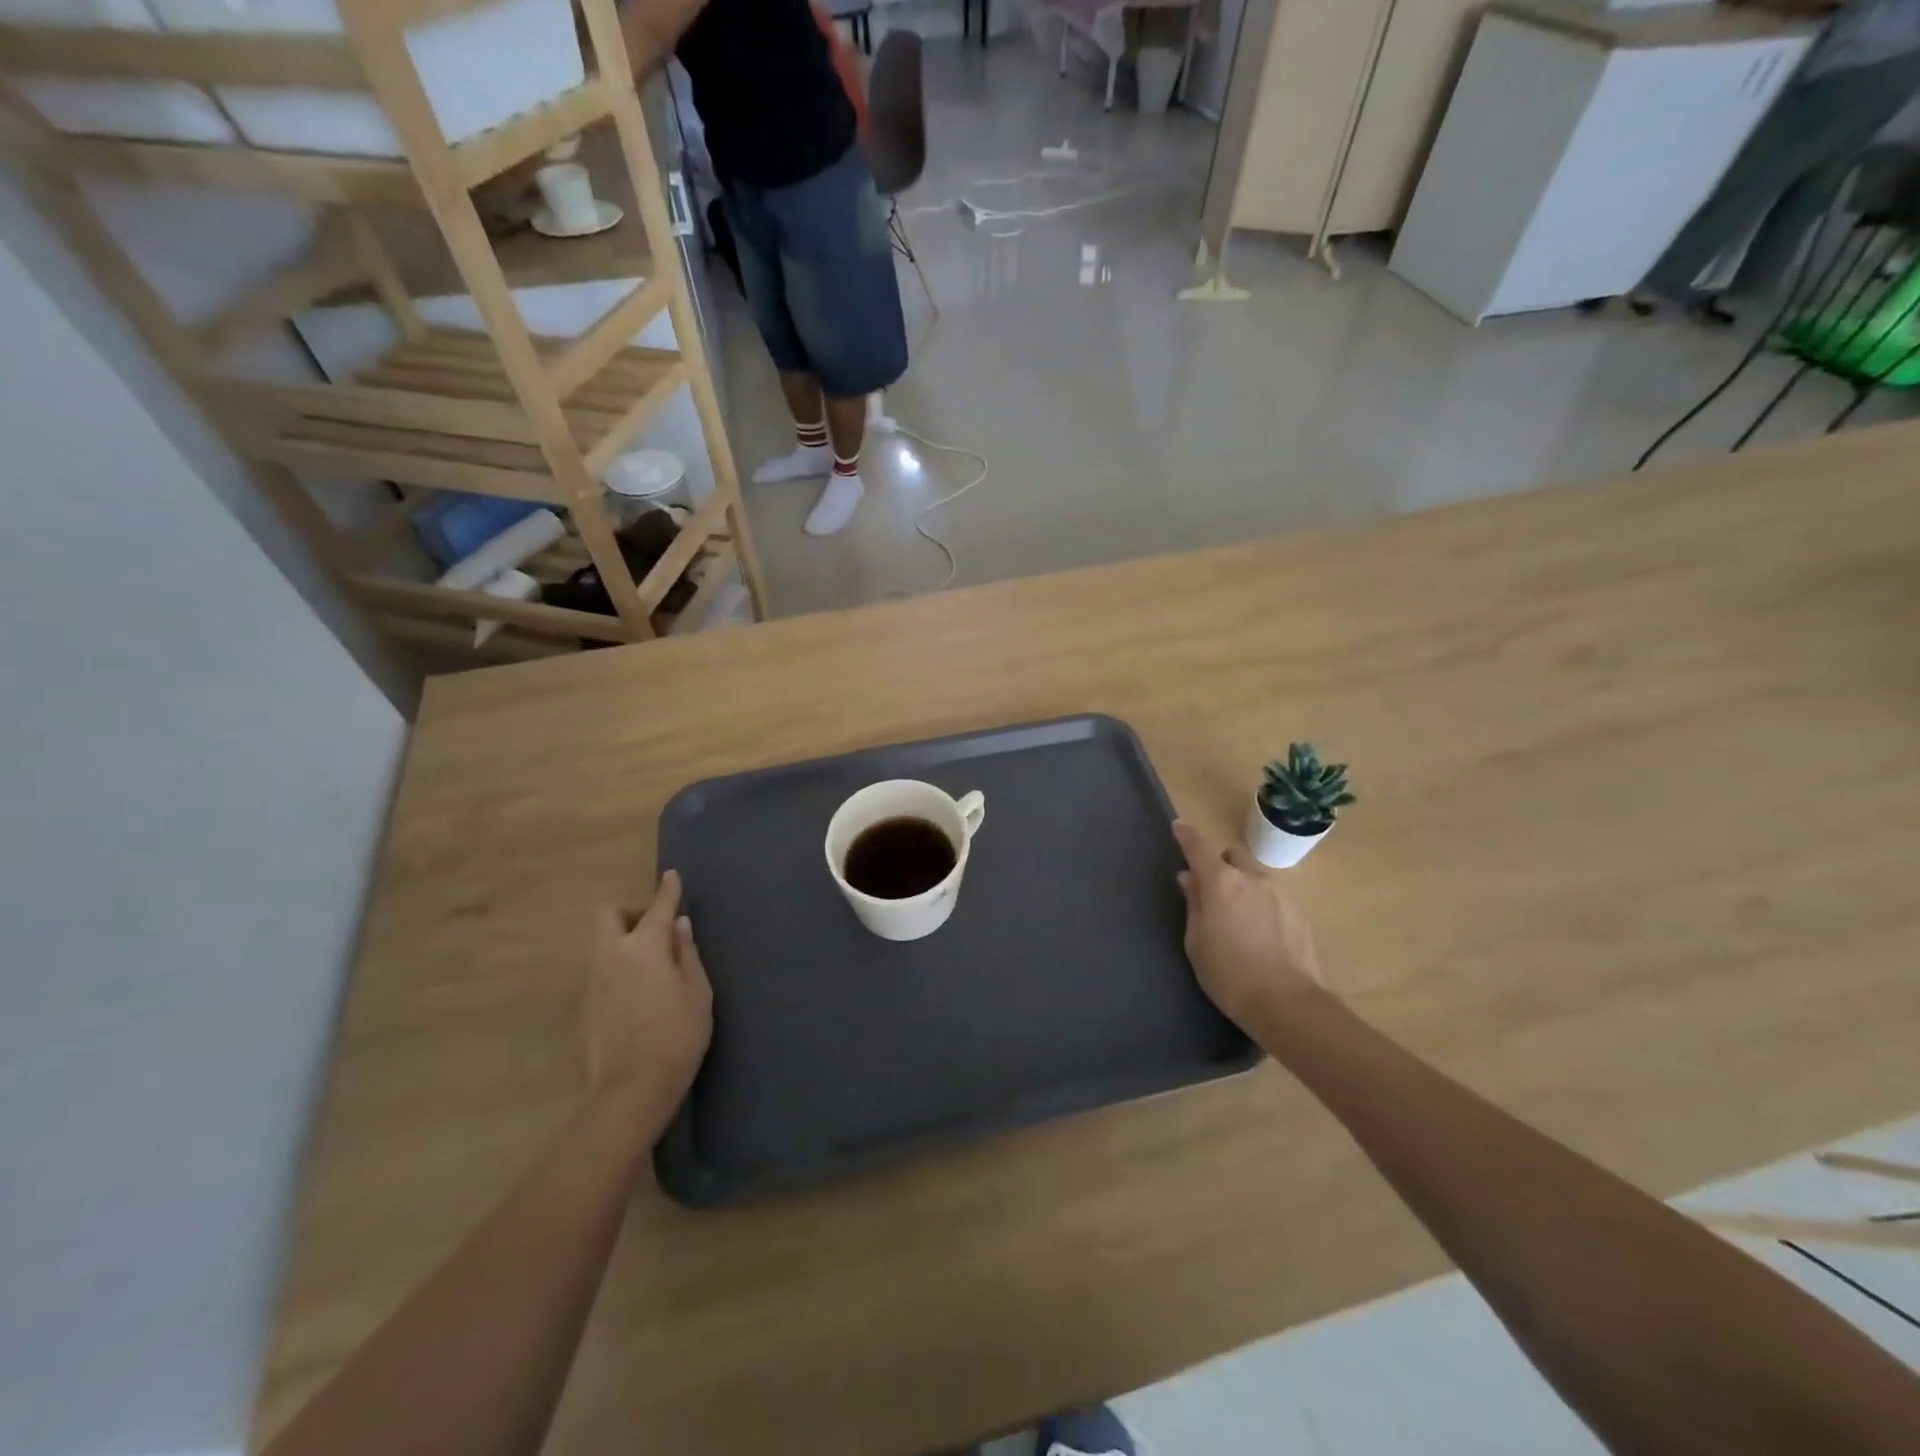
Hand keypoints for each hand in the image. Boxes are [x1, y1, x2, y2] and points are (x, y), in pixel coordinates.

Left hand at [585, 870, 712, 1132]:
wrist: (632, 1090)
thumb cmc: (677, 1035)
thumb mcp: (698, 992)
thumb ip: (687, 953)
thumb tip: (679, 926)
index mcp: (644, 948)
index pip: (657, 908)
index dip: (668, 890)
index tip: (672, 876)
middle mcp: (612, 956)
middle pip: (610, 916)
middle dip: (632, 912)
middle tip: (658, 928)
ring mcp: (595, 981)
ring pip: (603, 942)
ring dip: (625, 939)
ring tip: (653, 962)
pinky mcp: (588, 1006)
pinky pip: (603, 969)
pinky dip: (620, 965)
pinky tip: (641, 990)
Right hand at [1172, 820, 1324, 1027]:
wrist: (1287, 1004)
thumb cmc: (1228, 974)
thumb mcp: (1196, 941)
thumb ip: (1193, 903)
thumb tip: (1190, 878)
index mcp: (1222, 882)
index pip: (1199, 846)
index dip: (1186, 835)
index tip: (1178, 828)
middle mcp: (1252, 879)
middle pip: (1232, 856)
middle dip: (1220, 864)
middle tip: (1210, 889)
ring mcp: (1280, 895)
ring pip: (1255, 877)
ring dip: (1242, 885)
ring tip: (1237, 917)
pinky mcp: (1299, 914)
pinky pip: (1273, 898)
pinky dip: (1261, 905)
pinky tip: (1260, 934)